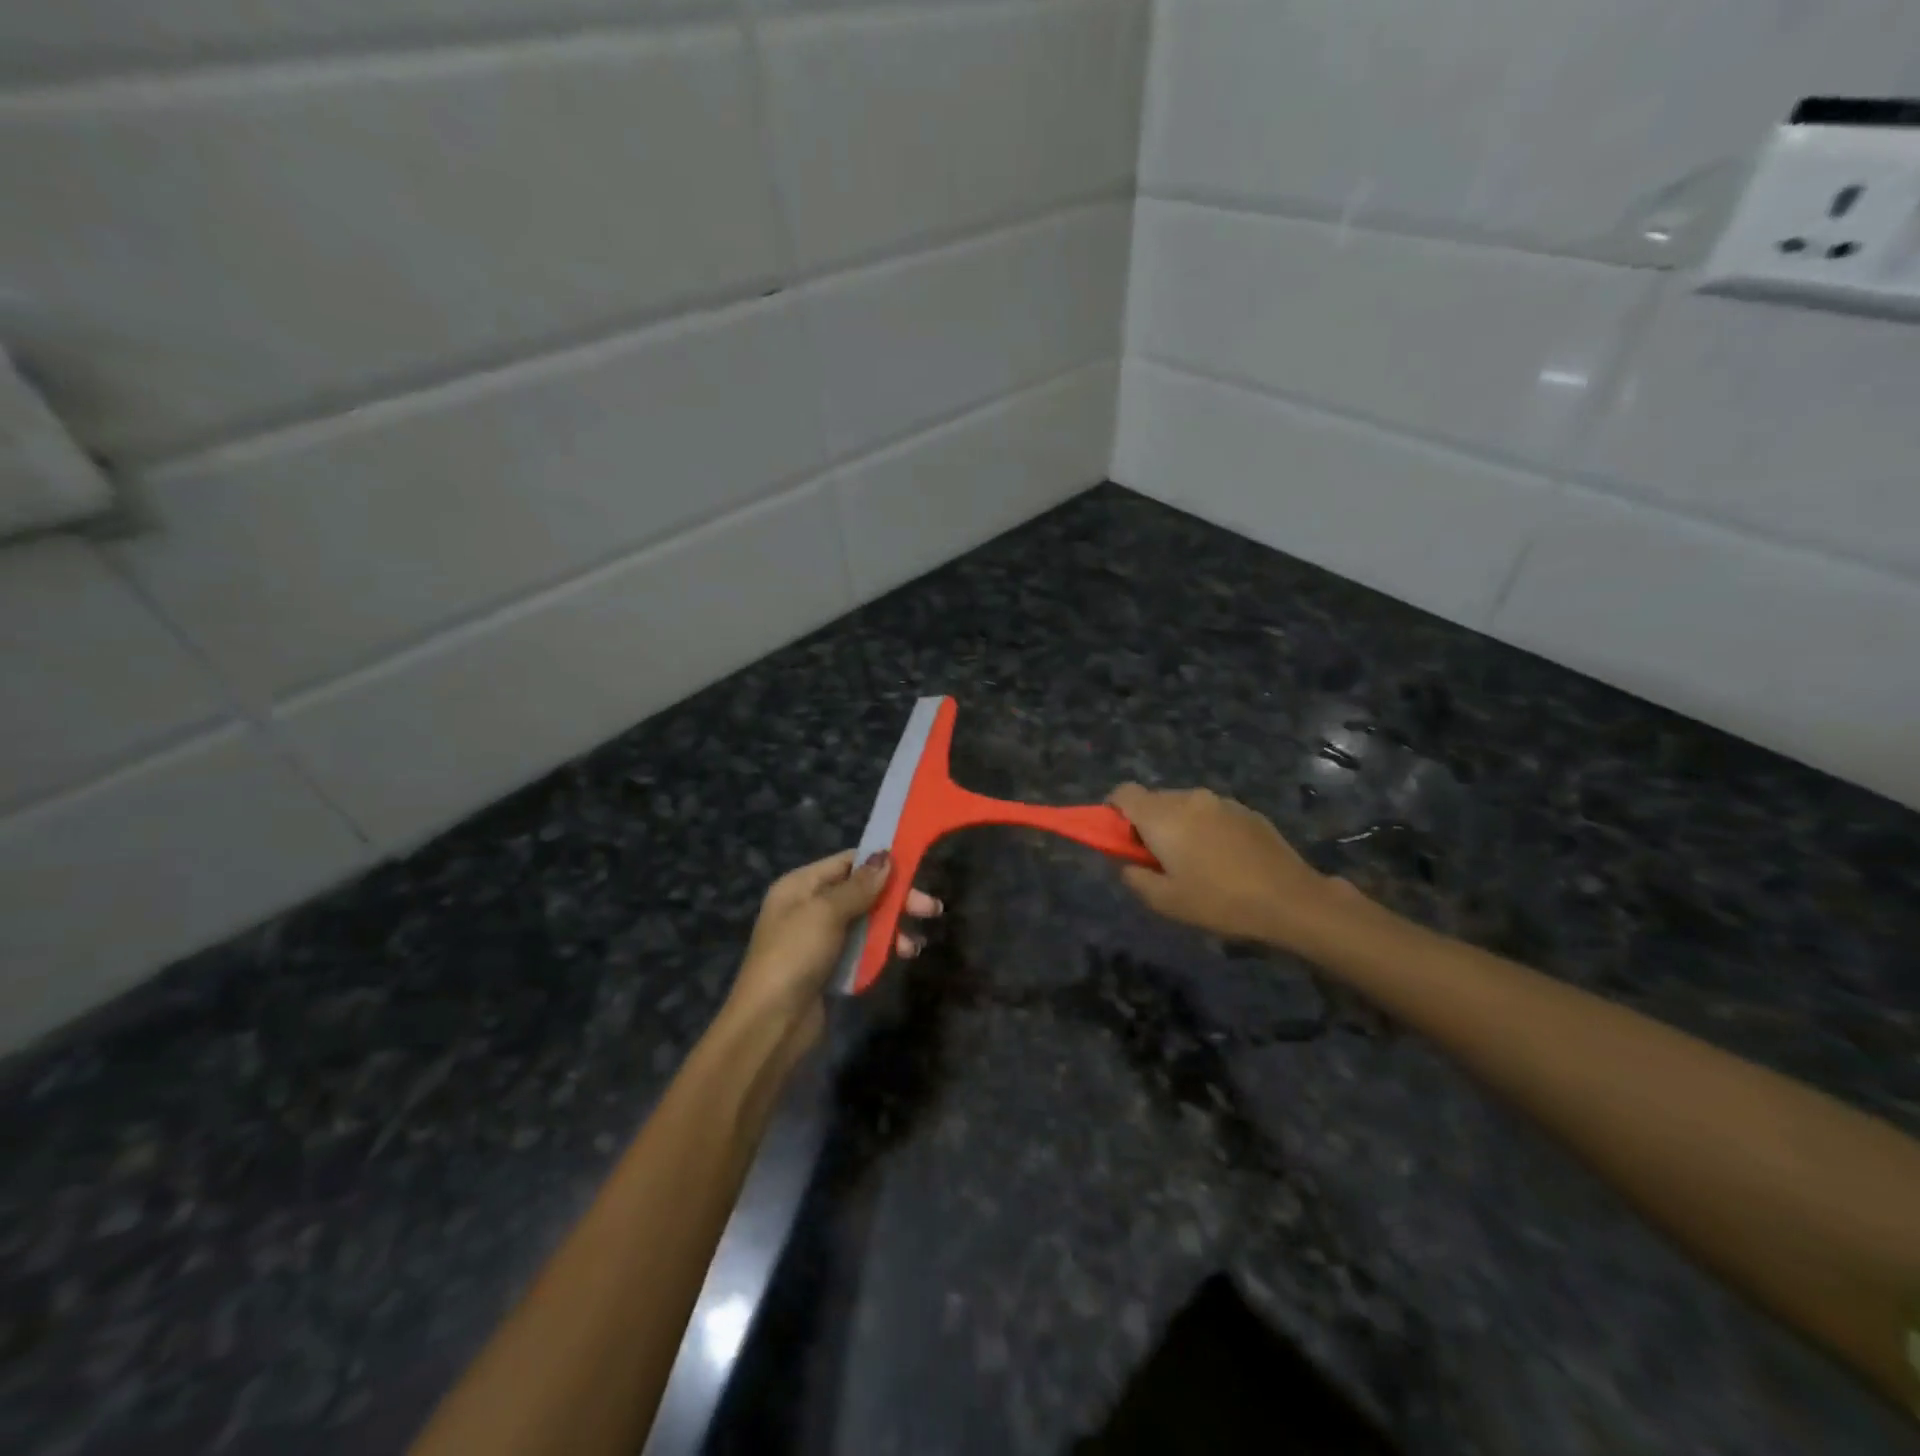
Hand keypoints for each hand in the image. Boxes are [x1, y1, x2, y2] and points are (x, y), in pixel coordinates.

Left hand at [726, 850, 940, 1037]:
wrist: (770, 1023)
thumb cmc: (795, 955)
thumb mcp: (826, 912)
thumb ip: (859, 886)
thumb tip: (885, 857)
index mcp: (800, 885)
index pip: (847, 862)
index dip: (880, 863)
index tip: (915, 870)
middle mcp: (808, 906)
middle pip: (861, 893)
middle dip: (896, 899)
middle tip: (931, 910)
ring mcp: (819, 939)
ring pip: (865, 923)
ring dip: (893, 928)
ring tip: (914, 946)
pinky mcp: (829, 967)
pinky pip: (861, 949)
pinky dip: (882, 949)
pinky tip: (901, 957)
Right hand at [1107, 784, 1362, 951]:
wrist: (1290, 900)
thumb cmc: (1220, 902)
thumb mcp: (1166, 902)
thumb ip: (1135, 877)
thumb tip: (1127, 863)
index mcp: (1162, 816)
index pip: (1123, 793)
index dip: (1113, 812)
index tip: (1121, 840)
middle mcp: (1188, 798)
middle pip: (1153, 800)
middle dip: (1147, 824)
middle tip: (1159, 860)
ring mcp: (1221, 801)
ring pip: (1184, 806)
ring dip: (1178, 826)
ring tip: (1196, 863)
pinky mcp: (1246, 810)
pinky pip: (1211, 813)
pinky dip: (1205, 829)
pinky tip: (1225, 861)